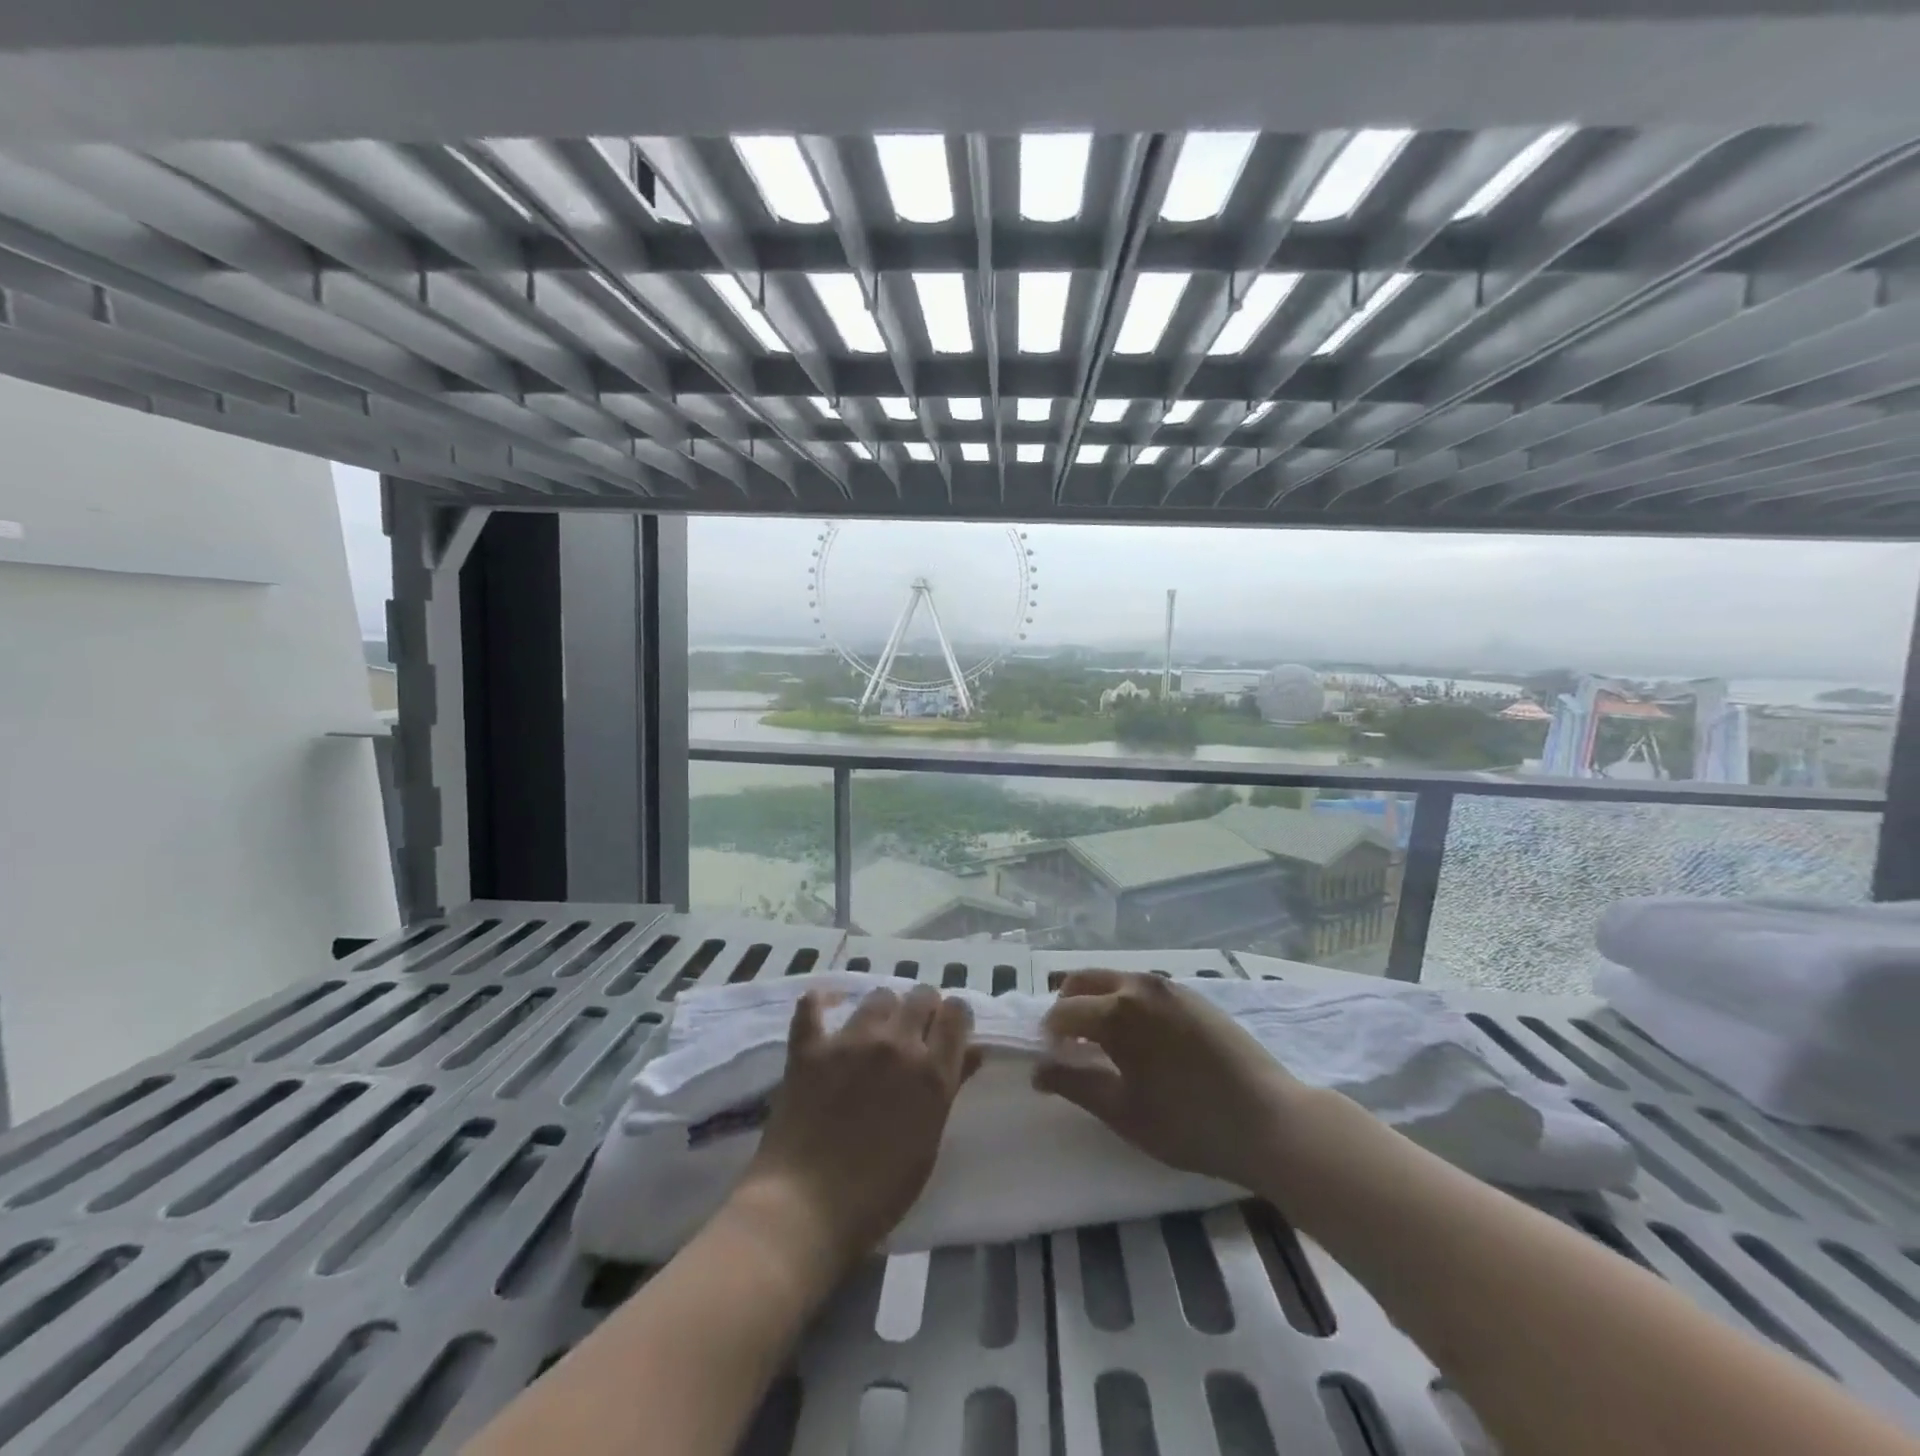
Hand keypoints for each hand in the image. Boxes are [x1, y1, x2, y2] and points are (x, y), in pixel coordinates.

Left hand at [733, 984, 977, 1273]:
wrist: (806, 1209)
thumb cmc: (879, 1192)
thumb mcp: (928, 1142)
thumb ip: (950, 1088)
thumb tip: (972, 1051)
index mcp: (931, 1071)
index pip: (957, 1013)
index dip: (954, 1017)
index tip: (947, 1031)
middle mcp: (896, 1044)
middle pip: (921, 995)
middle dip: (924, 1009)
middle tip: (914, 1035)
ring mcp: (850, 1041)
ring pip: (878, 996)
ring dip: (883, 1010)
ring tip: (874, 1033)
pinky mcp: (810, 1048)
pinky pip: (812, 1004)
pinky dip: (820, 1003)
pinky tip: (824, 1008)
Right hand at [1035, 970, 1306, 1190]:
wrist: (1270, 1121)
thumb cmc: (1189, 1123)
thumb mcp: (1123, 1112)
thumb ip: (1075, 1084)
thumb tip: (1038, 1071)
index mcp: (1116, 1011)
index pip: (1063, 1011)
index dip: (1050, 1035)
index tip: (1052, 1060)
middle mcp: (1138, 985)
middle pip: (1084, 980)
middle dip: (1067, 1006)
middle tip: (1070, 1044)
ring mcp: (1168, 986)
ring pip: (1115, 979)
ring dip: (1097, 1001)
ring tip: (1104, 1042)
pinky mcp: (1192, 995)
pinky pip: (1143, 988)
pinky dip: (1125, 1002)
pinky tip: (1140, 1039)